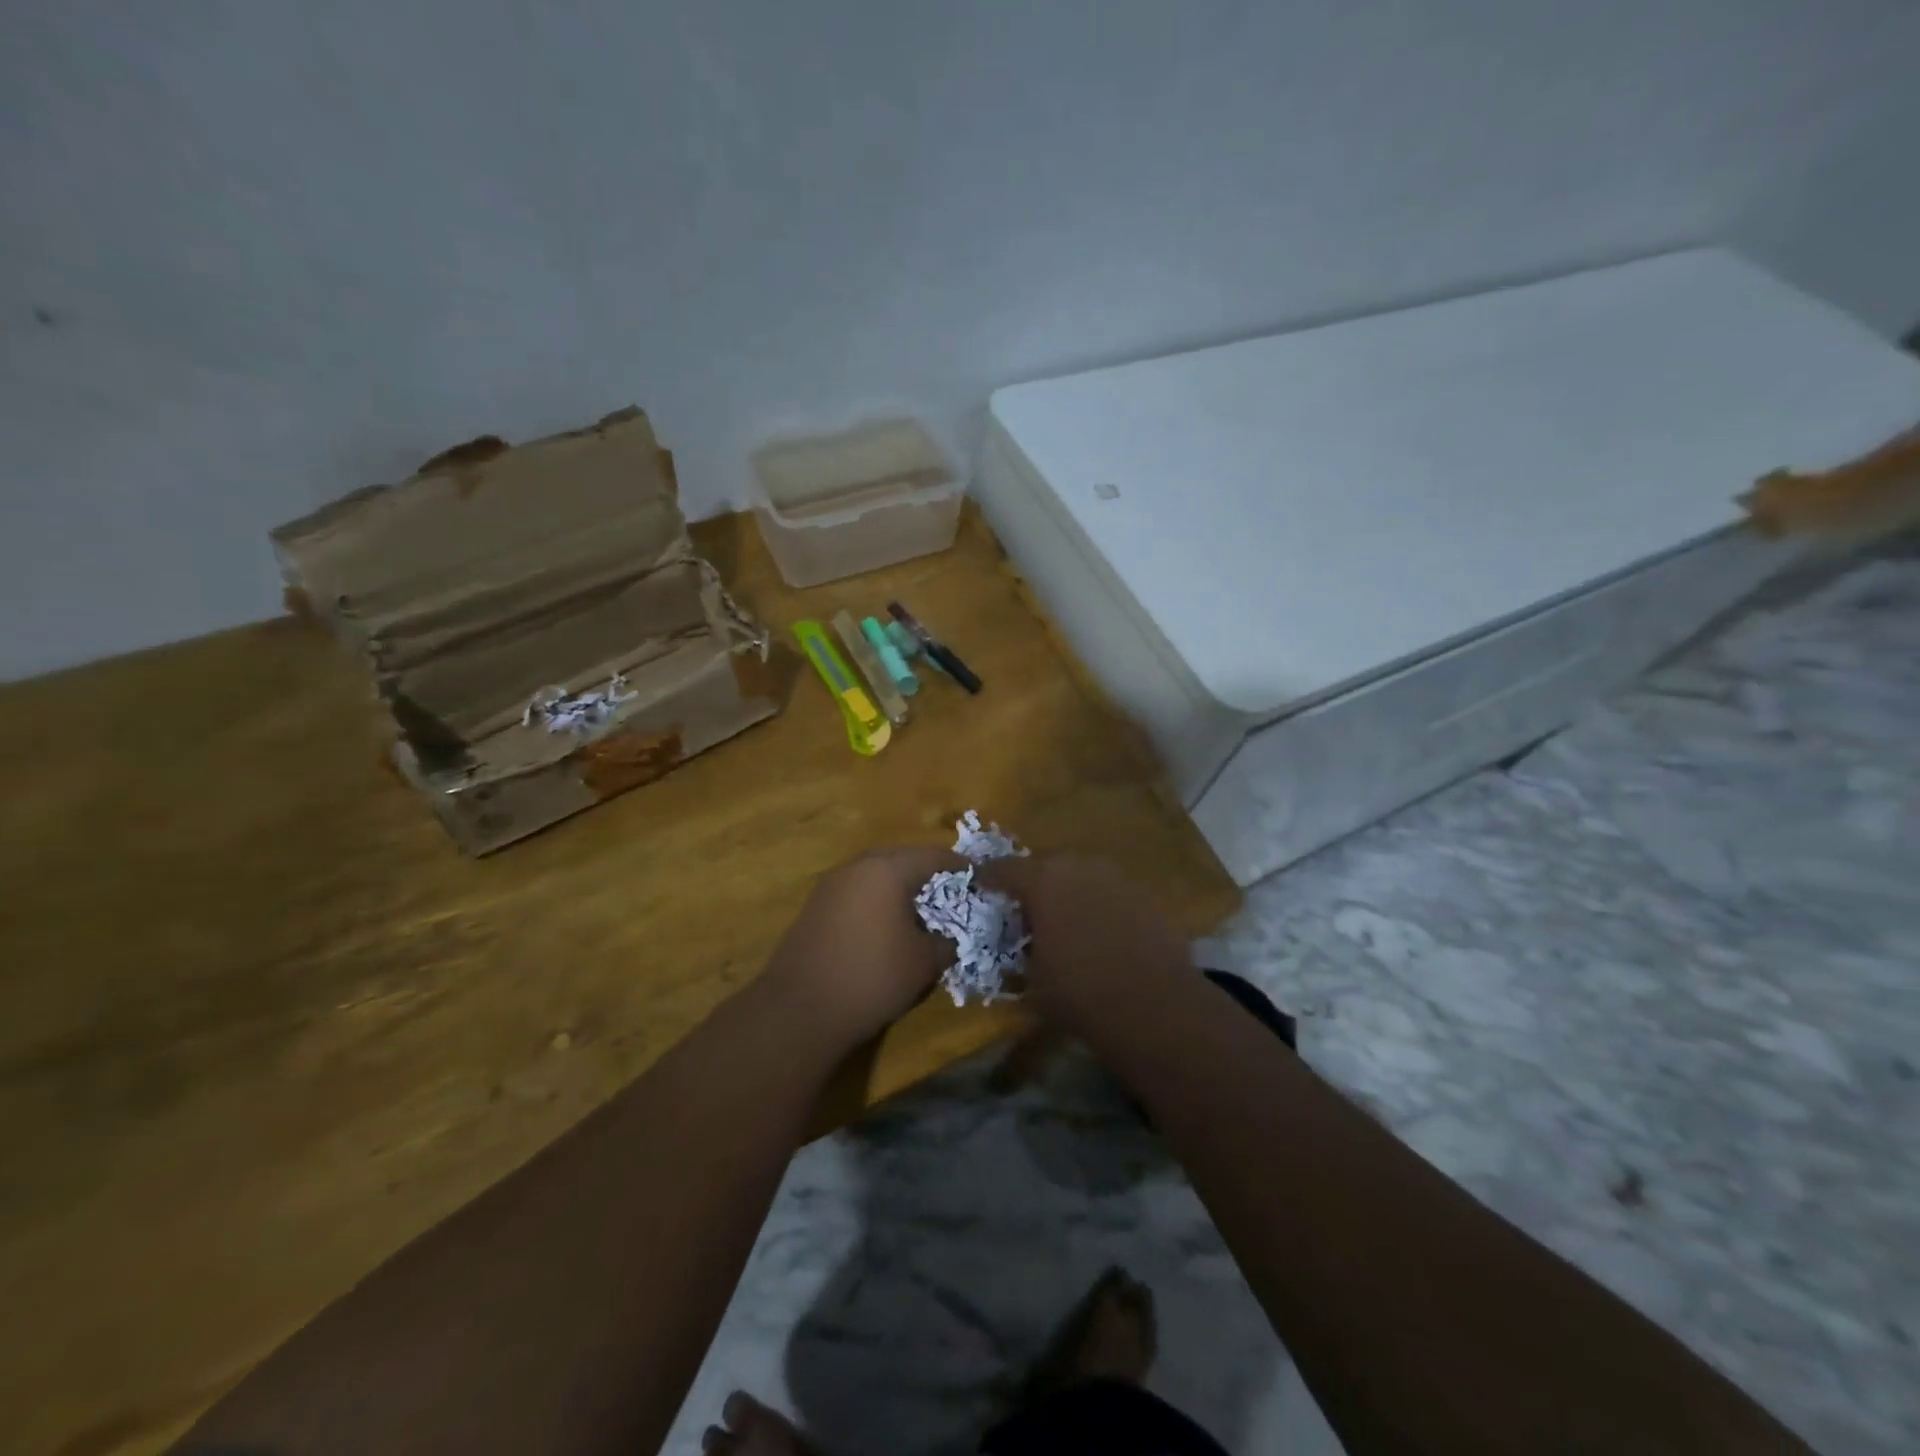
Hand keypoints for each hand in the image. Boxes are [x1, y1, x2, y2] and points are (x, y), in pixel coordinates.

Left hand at [758, 847, 963, 1049]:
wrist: (800, 1009)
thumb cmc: (872, 976)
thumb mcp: (924, 963)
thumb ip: (945, 942)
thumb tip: (949, 937)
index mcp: (887, 869)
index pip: (932, 855)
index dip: (958, 866)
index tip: (976, 877)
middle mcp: (857, 867)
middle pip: (900, 858)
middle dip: (926, 873)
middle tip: (949, 893)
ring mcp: (831, 885)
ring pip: (875, 874)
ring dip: (898, 886)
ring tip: (918, 911)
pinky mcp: (814, 907)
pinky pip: (856, 892)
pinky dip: (876, 900)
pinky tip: (885, 926)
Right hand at [975, 855, 1191, 1026]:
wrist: (1155, 1006)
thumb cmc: (1080, 994)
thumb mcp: (1033, 983)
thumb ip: (1020, 957)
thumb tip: (1019, 954)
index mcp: (1042, 882)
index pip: (1005, 869)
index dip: (989, 877)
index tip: (980, 885)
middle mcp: (1078, 868)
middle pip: (1046, 866)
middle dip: (1034, 884)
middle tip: (1028, 909)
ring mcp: (1116, 878)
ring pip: (1081, 876)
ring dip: (1070, 892)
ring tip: (1066, 921)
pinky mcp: (1145, 895)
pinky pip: (1110, 893)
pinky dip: (1100, 906)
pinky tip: (1102, 933)